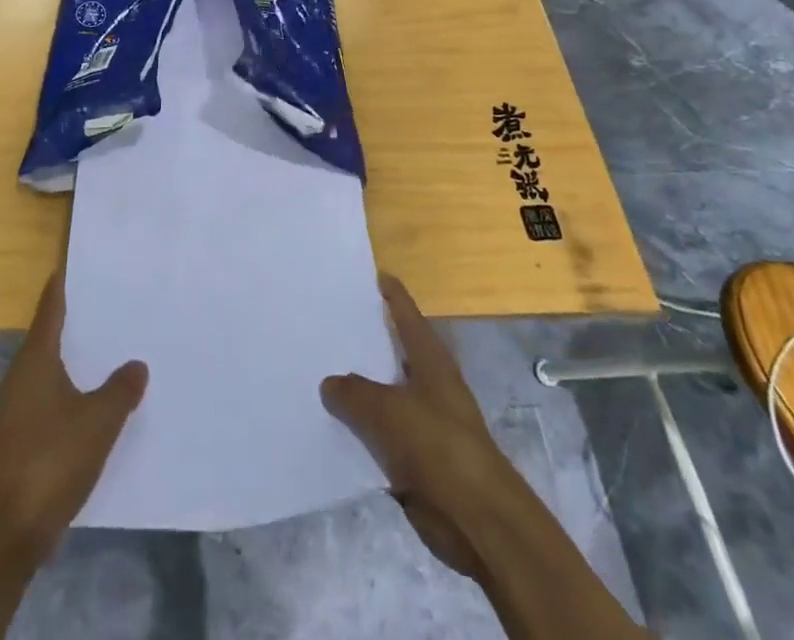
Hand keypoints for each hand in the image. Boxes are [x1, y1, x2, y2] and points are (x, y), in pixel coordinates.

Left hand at [0, 266, 147, 565]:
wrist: (3, 536)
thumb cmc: (49, 461)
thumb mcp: (98, 422)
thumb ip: (120, 390)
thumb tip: (136, 364)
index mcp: (35, 360)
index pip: (50, 308)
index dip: (63, 284)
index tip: (79, 262)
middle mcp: (20, 377)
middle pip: (49, 337)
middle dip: (77, 323)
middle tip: (112, 305)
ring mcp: (15, 411)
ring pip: (49, 371)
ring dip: (75, 361)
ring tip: (110, 351)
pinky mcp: (17, 441)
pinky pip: (49, 401)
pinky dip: (70, 393)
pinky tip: (94, 403)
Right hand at [321, 274, 520, 582]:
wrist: (477, 519)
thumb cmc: (438, 446)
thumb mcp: (387, 411)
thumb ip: (353, 392)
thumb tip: (329, 383)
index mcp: (430, 358)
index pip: (406, 312)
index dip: (389, 292)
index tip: (369, 273)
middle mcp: (428, 382)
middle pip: (391, 351)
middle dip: (363, 339)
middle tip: (325, 322)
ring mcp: (423, 420)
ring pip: (382, 394)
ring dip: (356, 388)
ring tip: (316, 371)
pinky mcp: (417, 456)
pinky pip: (380, 433)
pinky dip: (360, 429)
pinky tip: (330, 426)